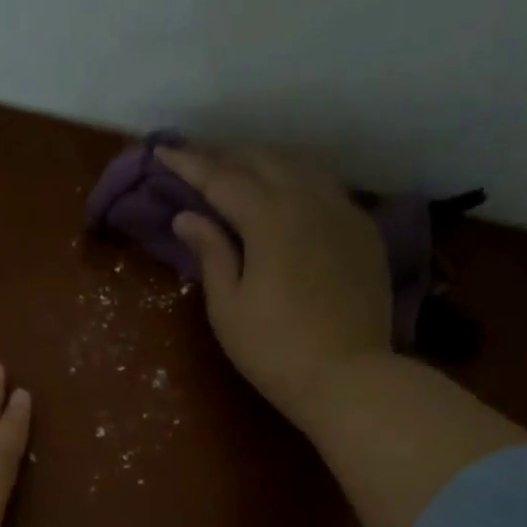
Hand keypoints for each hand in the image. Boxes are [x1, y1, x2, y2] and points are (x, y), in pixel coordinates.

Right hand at [158, 145, 393, 432]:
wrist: (348, 376)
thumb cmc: (273, 350)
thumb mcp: (228, 308)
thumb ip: (211, 253)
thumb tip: (188, 217)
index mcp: (270, 217)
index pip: (221, 178)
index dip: (189, 164)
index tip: (162, 150)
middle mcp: (310, 199)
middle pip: (263, 160)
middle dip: (226, 157)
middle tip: (198, 165)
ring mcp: (343, 211)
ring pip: (300, 167)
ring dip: (264, 164)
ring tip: (239, 174)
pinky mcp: (364, 230)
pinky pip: (326, 188)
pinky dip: (297, 183)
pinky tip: (287, 198)